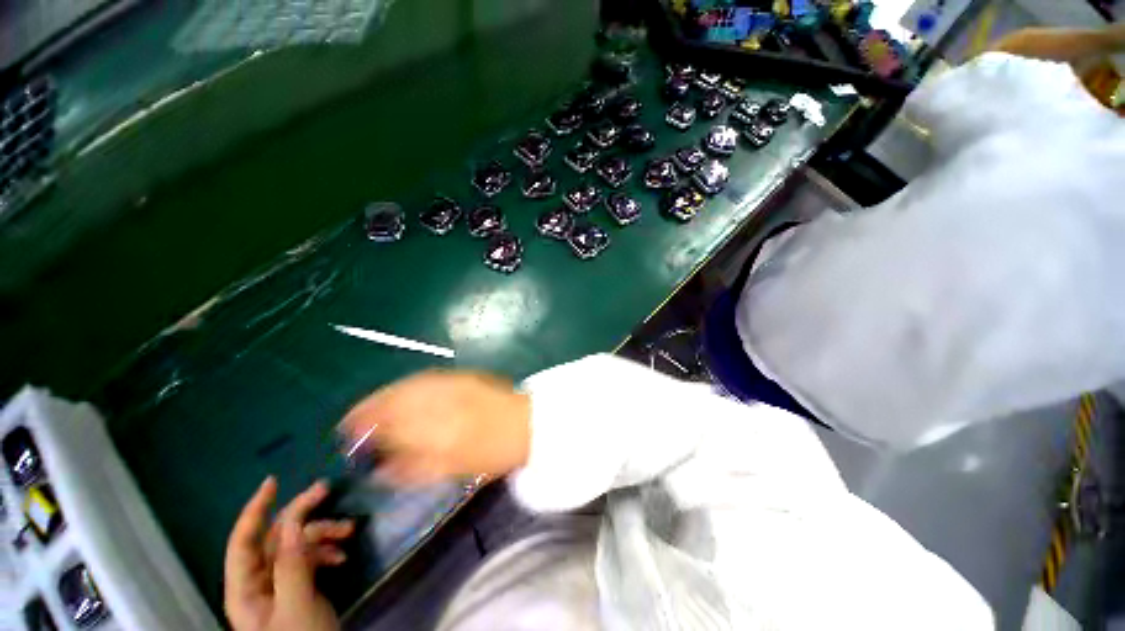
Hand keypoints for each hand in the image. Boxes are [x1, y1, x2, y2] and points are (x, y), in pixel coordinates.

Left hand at [224, 478, 353, 630]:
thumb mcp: (298, 605)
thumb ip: (292, 565)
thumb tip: (292, 523)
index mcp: (245, 589)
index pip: (243, 541)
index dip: (255, 510)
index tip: (273, 482)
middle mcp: (258, 583)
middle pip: (275, 538)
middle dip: (302, 514)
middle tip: (327, 489)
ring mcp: (279, 586)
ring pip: (296, 546)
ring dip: (322, 534)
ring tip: (349, 531)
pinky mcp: (298, 589)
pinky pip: (309, 559)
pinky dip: (326, 552)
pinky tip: (343, 556)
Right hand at [341, 370, 531, 487]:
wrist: (528, 422)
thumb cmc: (493, 452)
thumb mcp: (453, 469)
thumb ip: (413, 469)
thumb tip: (380, 470)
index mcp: (438, 429)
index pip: (389, 424)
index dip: (364, 427)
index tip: (346, 432)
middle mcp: (439, 401)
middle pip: (394, 400)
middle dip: (369, 408)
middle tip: (352, 419)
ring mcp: (451, 384)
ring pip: (407, 386)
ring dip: (384, 394)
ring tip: (371, 404)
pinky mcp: (461, 376)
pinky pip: (425, 378)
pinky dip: (406, 385)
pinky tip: (401, 391)